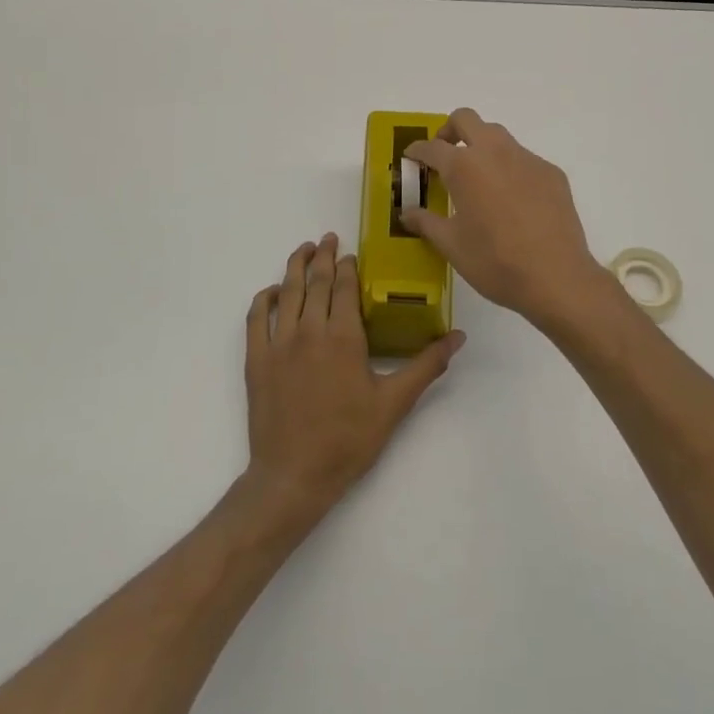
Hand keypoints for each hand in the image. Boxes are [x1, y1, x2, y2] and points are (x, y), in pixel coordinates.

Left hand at [241, 234, 463, 530]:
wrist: (293, 476)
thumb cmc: (348, 440)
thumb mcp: (394, 404)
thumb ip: (426, 365)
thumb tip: (457, 337)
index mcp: (343, 337)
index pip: (344, 287)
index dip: (347, 266)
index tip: (351, 253)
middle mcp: (308, 330)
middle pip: (315, 281)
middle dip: (322, 256)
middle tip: (328, 238)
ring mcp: (278, 343)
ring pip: (286, 292)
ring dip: (295, 266)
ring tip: (304, 249)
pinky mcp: (256, 359)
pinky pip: (256, 317)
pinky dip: (264, 298)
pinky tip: (273, 291)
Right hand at [402, 109, 616, 330]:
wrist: (556, 277)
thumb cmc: (494, 261)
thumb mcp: (452, 245)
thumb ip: (426, 223)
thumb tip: (407, 213)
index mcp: (464, 167)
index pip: (432, 147)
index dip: (417, 151)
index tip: (411, 157)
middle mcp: (495, 152)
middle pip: (467, 119)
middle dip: (449, 131)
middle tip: (444, 155)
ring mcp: (527, 159)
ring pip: (498, 135)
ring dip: (481, 146)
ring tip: (477, 178)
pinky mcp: (551, 173)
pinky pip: (523, 159)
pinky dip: (509, 168)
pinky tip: (512, 200)